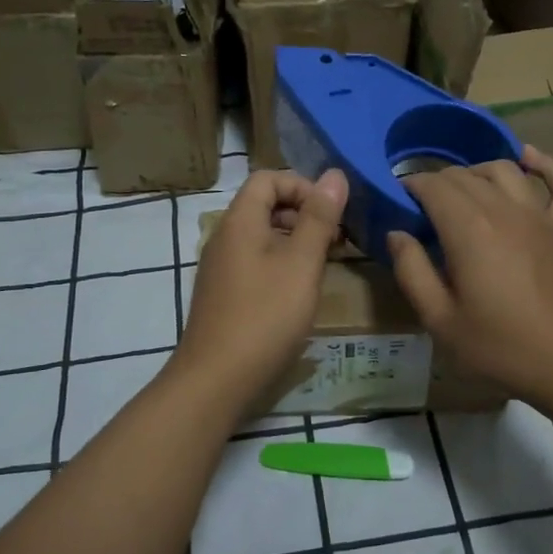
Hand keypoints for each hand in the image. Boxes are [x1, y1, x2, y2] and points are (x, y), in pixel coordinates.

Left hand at [171, 167, 348, 415]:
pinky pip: (255, 261)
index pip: (268, 178)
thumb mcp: (301, 263)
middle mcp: (224, 237)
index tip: (332, 212)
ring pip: (262, 236)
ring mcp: (221, 267)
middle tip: (336, 239)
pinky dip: (281, 263)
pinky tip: (300, 290)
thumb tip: (335, 174)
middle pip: (264, 205)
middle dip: (303, 213)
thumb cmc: (265, 315)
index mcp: (239, 221)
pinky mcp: (223, 293)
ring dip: (295, 240)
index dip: (302, 185)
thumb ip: (319, 217)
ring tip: (325, 263)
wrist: (216, 379)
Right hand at [387, 146, 552, 412]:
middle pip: (464, 175)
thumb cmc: (502, 347)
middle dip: (437, 182)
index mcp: (469, 230)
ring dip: (477, 171)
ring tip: (461, 190)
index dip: (410, 186)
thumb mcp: (440, 320)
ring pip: (504, 170)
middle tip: (422, 208)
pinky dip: (544, 164)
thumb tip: (396, 233)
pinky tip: (528, 157)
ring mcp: (540, 216)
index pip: (433, 186)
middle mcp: (504, 210)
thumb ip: (412, 271)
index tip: (397, 201)